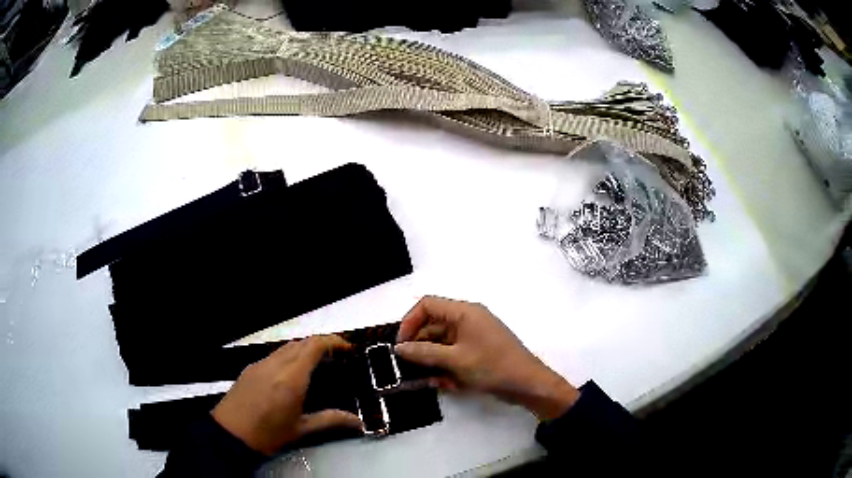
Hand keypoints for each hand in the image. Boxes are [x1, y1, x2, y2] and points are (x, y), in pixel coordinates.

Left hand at [212, 335, 362, 454]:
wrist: (230, 434)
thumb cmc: (268, 434)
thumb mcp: (301, 430)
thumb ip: (330, 420)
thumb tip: (358, 422)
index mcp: (291, 379)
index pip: (314, 346)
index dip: (333, 341)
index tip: (347, 347)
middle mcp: (275, 365)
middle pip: (301, 342)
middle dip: (321, 344)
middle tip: (336, 356)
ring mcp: (260, 364)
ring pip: (286, 347)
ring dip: (303, 349)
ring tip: (316, 364)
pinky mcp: (249, 369)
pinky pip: (273, 355)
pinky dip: (288, 356)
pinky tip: (291, 374)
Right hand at [395, 296, 579, 419]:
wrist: (528, 384)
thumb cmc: (492, 366)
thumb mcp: (455, 360)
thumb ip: (424, 353)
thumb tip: (398, 348)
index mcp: (464, 312)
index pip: (427, 305)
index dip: (409, 322)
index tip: (400, 345)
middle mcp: (468, 320)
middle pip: (433, 326)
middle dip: (420, 348)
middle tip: (408, 368)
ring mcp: (473, 337)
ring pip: (442, 344)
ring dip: (432, 362)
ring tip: (430, 381)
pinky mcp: (477, 353)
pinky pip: (454, 355)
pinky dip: (446, 368)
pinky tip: (446, 385)